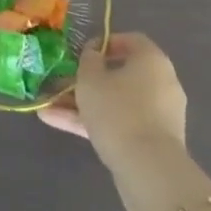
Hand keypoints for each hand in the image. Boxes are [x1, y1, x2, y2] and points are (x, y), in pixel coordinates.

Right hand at [40, 33, 190, 206]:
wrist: (148, 170)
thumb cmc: (117, 110)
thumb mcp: (91, 78)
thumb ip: (88, 59)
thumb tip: (94, 53)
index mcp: (152, 60)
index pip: (131, 40)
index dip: (105, 43)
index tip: (83, 53)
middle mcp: (161, 83)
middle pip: (120, 75)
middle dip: (86, 80)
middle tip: (61, 83)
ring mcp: (158, 115)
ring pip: (116, 102)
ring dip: (84, 104)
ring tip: (49, 108)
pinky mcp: (152, 142)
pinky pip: (121, 124)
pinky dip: (94, 123)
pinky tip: (59, 124)